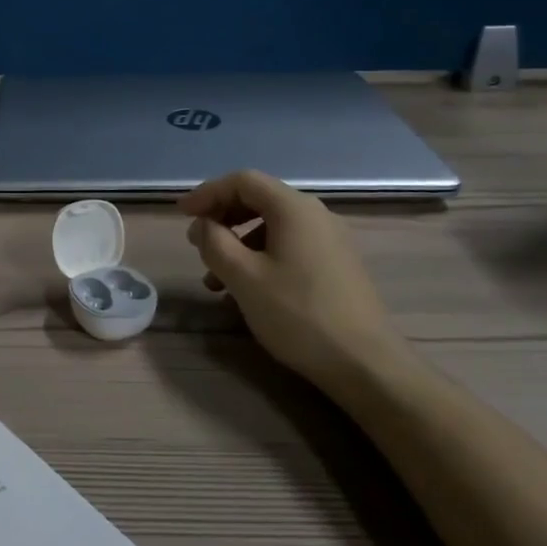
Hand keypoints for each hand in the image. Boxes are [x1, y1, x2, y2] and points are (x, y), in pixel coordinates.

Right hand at [180, 169, 405, 389]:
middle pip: (259, 200)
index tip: (181, 214)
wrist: (365, 364)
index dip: (207, 193)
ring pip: (273, 227)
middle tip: (196, 242)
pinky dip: (260, 257)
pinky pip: (289, 247)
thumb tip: (203, 224)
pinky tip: (247, 291)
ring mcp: (331, 240)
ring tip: (216, 280)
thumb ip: (214, 242)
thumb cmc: (298, 314)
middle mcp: (316, 215)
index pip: (243, 181)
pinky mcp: (337, 265)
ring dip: (238, 244)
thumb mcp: (243, 277)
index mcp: (294, 208)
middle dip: (222, 218)